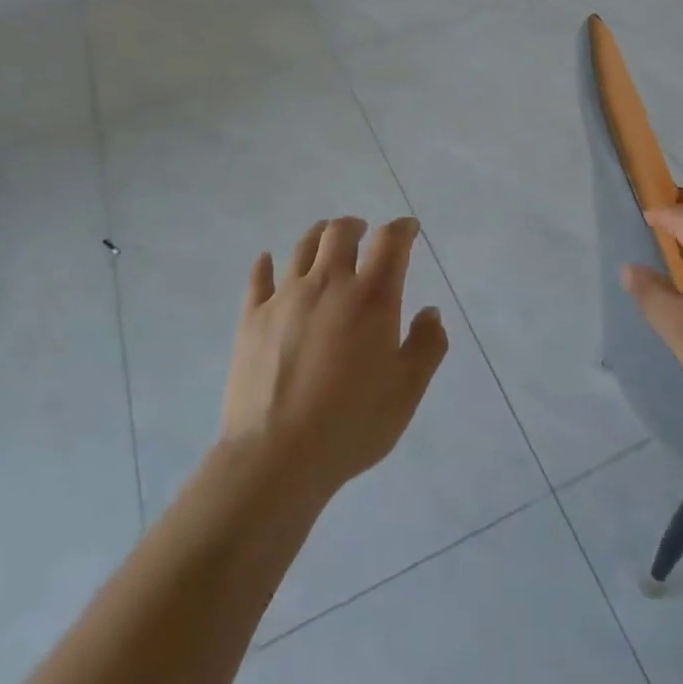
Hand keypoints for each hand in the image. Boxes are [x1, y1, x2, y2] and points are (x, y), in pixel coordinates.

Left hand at [221, 216, 447, 502]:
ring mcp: (285, 297)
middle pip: (340, 232)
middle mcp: (328, 283)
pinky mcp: (252, 317)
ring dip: (318, 236)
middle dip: (356, 226)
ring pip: (302, 247)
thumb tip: (430, 312)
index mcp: (371, 297)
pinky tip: (268, 262)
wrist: (275, 457)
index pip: (391, 242)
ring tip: (325, 240)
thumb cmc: (350, 425)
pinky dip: (266, 264)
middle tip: (363, 233)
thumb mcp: (406, 392)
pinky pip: (259, 277)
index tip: (408, 229)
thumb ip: (426, 347)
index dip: (402, 229)